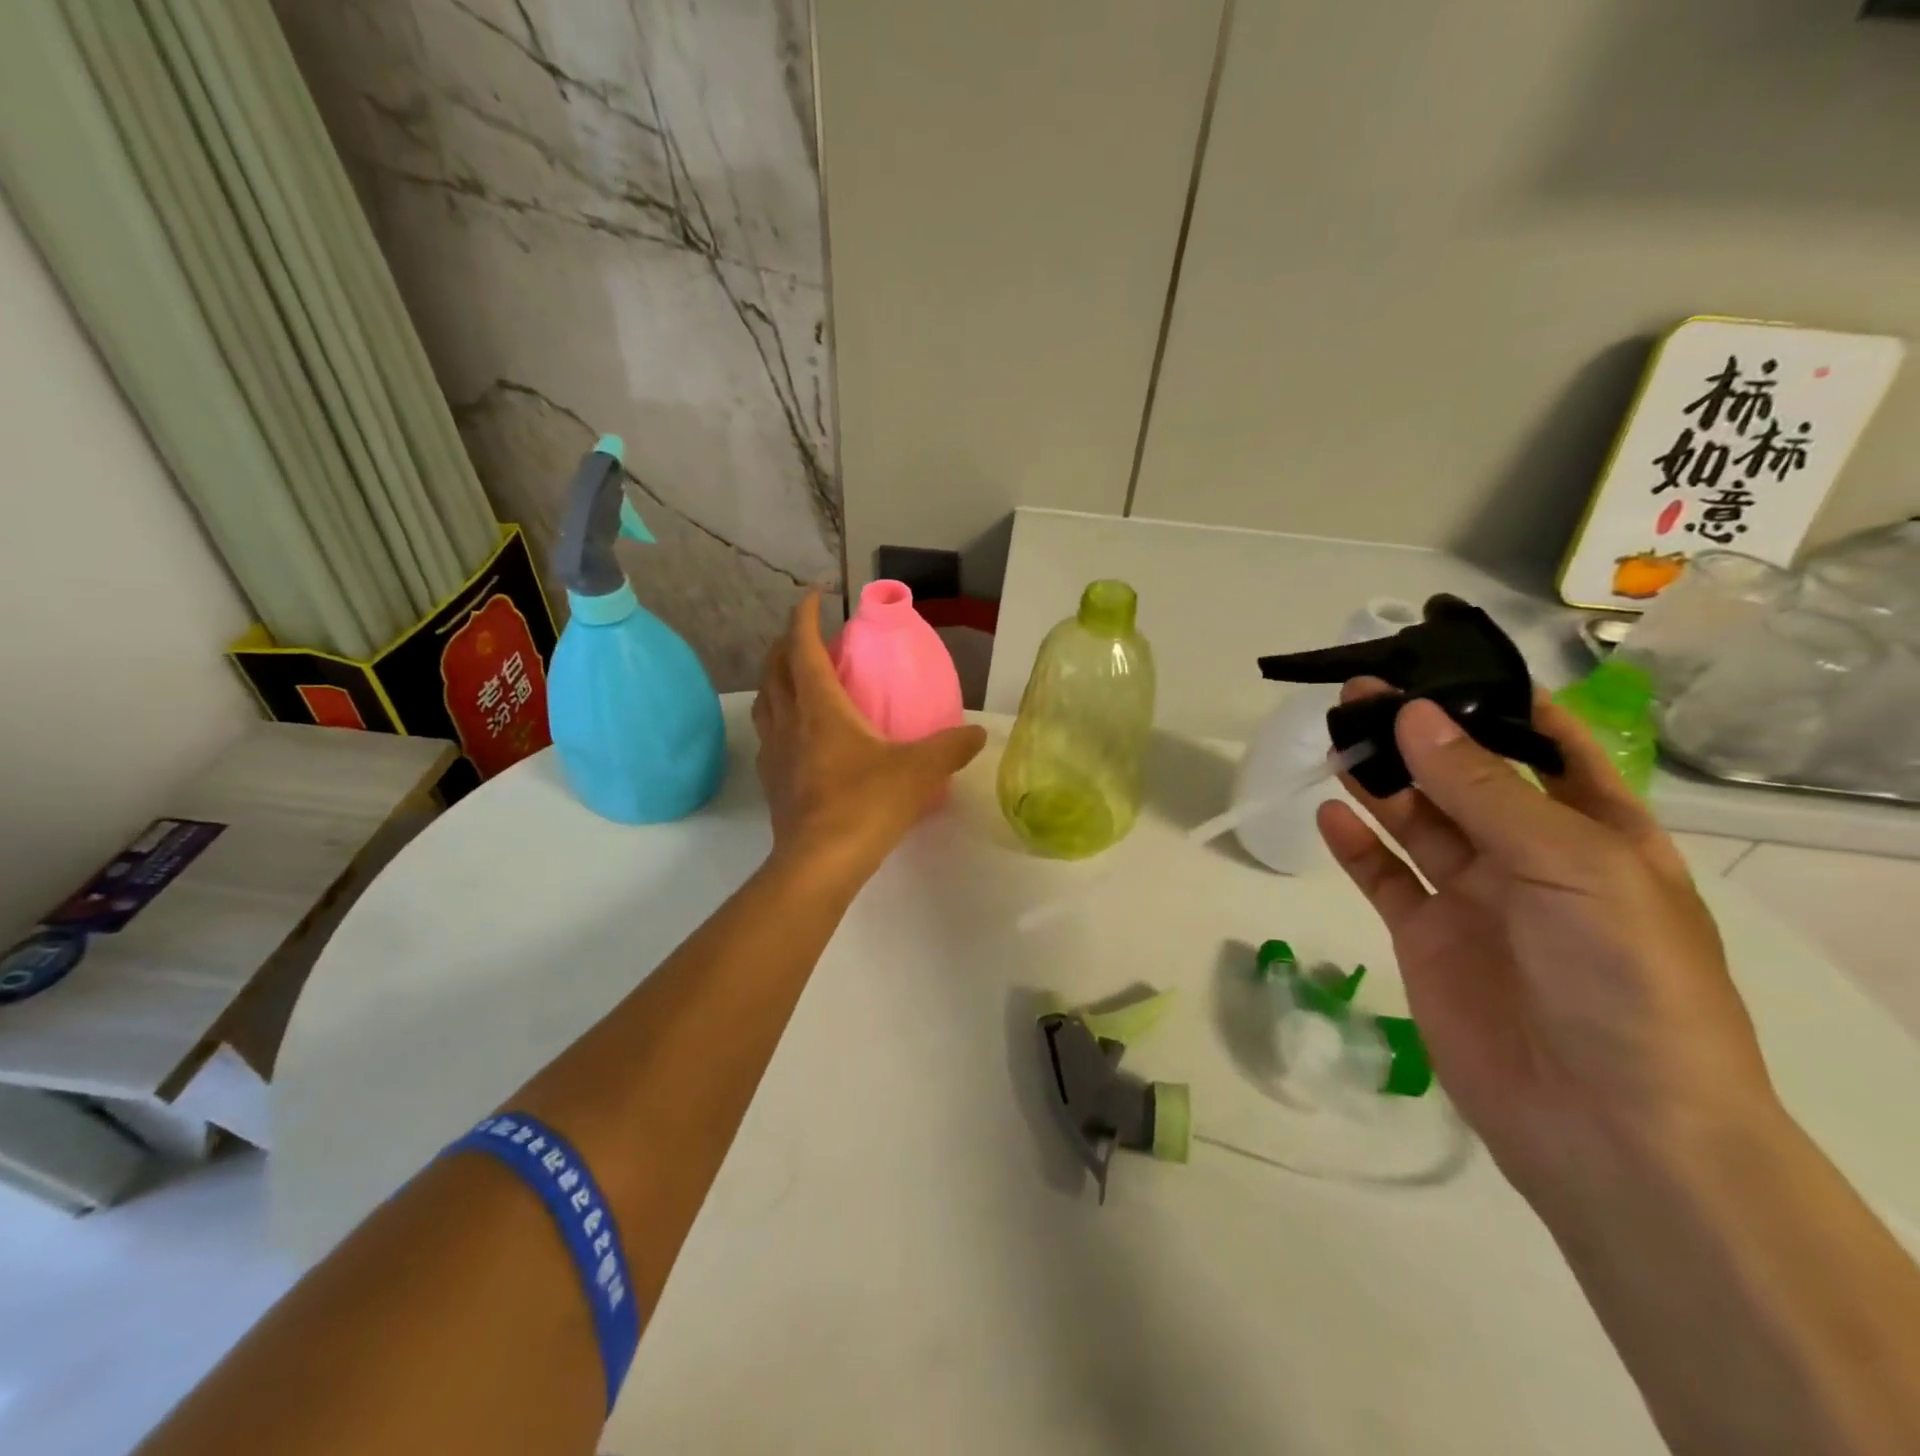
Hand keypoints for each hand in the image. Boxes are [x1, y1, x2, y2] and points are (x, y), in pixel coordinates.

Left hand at [753, 592, 985, 874]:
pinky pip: (769, 734)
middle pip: (774, 668)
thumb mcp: (919, 771)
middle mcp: (789, 721)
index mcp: (820, 706)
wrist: (819, 863)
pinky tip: (799, 735)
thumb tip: (978, 733)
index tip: (814, 595)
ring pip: (766, 701)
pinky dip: (779, 719)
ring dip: (777, 680)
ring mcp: (774, 752)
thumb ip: (951, 747)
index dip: (805, 616)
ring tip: (798, 679)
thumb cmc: (866, 804)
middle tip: (809, 636)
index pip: (803, 647)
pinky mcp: (772, 781)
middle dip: (787, 643)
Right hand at [1316, 684, 1776, 1201]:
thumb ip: (1483, 790)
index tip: (1432, 667)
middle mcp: (1532, 856)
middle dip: (1416, 737)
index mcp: (1596, 831)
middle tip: (1357, 697)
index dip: (1491, 704)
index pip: (1545, 746)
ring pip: (1417, 822)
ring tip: (1335, 741)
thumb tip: (1413, 715)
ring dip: (1379, 783)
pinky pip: (1385, 878)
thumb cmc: (1624, 980)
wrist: (1609, 1126)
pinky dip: (1356, 846)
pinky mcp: (1427, 938)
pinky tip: (1328, 815)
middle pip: (1464, 779)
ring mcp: (1475, 898)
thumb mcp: (1570, 866)